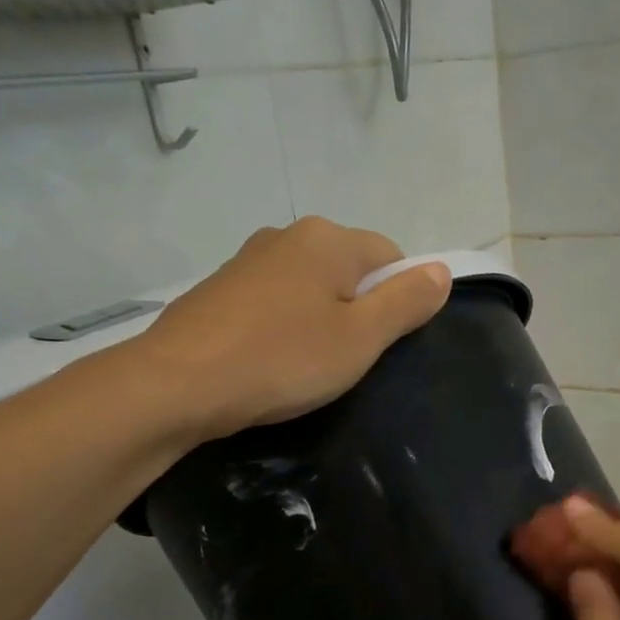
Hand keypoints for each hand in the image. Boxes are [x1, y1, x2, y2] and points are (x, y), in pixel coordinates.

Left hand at [127, 217, 451, 440]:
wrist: (177, 384)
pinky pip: (274, 300)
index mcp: (329, 239)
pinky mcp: (220, 287)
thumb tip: (442, 270)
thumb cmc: (282, 360)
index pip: (391, 257)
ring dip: (320, 318)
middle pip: (349, 269)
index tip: (381, 344)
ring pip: (310, 285)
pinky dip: (283, 325)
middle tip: (346, 359)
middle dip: (358, 309)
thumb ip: (407, 302)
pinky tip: (270, 359)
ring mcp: (249, 259)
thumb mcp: (361, 338)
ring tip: (305, 365)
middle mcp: (288, 235)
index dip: (399, 300)